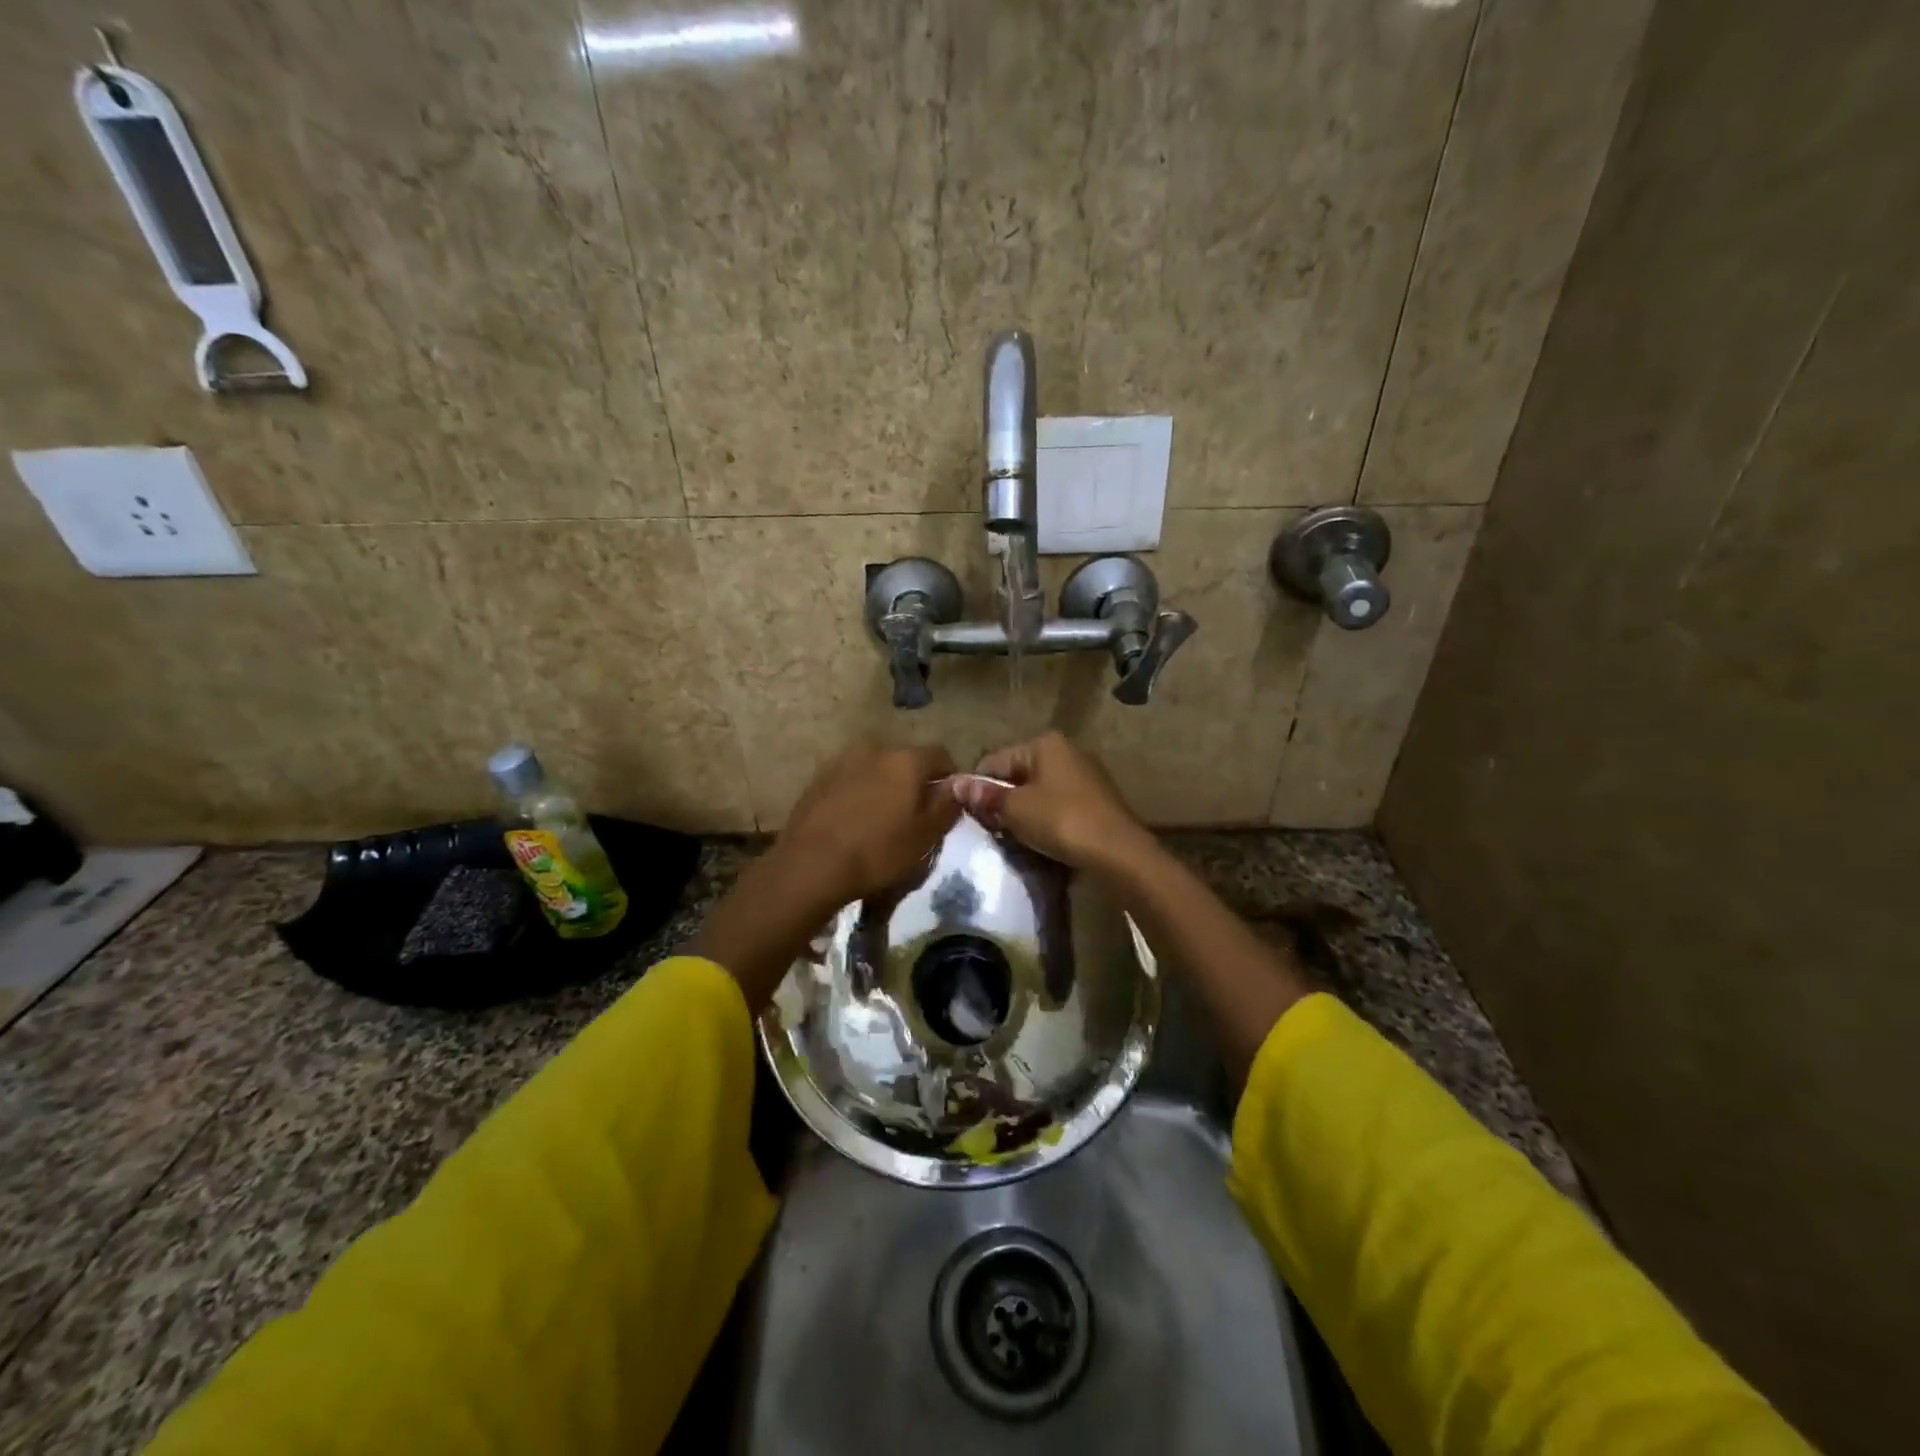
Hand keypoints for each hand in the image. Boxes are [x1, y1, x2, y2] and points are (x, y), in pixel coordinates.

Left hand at [772, 741, 960, 908]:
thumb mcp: (925, 836)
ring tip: (882, 817)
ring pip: (876, 768)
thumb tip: (958, 786)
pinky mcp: (819, 777)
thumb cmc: (878, 852)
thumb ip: (947, 805)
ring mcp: (843, 760)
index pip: (941, 755)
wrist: (811, 865)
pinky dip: (859, 792)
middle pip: (906, 759)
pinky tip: (854, 819)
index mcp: (906, 759)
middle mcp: (875, 749)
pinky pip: (851, 779)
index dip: (950, 778)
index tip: (948, 803)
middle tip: (915, 813)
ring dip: (885, 785)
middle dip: (915, 781)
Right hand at [950, 732, 1154, 872]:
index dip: (978, 788)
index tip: (971, 816)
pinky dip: (1046, 820)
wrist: (1118, 852)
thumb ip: (985, 796)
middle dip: (1002, 801)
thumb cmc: (1061, 821)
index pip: (995, 761)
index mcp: (1044, 743)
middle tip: (993, 830)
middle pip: (1018, 775)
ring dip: (1024, 813)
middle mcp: (1066, 751)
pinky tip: (1042, 840)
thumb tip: (954, 783)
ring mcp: (1085, 775)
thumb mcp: (1015, 809)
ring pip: (1038, 792)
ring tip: (1016, 838)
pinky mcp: (1096, 800)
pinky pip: (1058, 805)